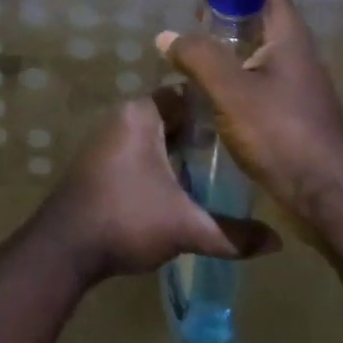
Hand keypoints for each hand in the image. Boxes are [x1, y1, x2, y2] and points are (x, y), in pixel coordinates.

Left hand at [40, 96, 280, 281]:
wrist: (64, 248)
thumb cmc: (126, 219)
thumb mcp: (186, 227)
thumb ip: (232, 234)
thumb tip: (277, 242)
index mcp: (142, 113)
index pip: (187, 94)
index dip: (216, 109)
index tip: (244, 124)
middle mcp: (123, 115)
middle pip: (172, 115)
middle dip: (201, 132)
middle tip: (237, 150)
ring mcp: (107, 137)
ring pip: (155, 134)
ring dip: (179, 149)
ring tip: (216, 169)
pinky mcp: (98, 159)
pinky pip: (138, 148)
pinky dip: (159, 160)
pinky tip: (181, 185)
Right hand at [157, 0, 342, 221]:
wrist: (327, 193)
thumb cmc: (282, 133)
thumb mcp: (233, 91)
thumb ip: (198, 57)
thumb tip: (166, 35)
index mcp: (285, 32)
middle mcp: (289, 46)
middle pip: (251, 1)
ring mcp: (287, 75)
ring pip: (249, 32)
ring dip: (219, 17)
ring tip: (190, 11)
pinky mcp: (280, 101)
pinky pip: (247, 60)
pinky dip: (223, 50)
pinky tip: (201, 64)